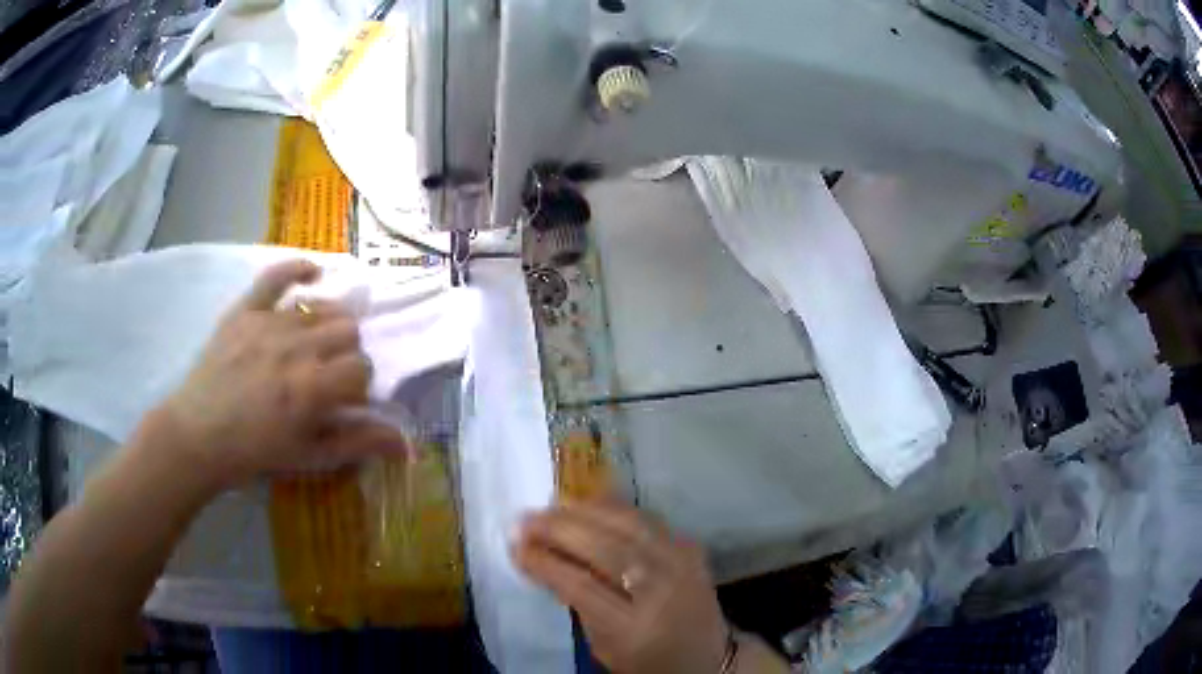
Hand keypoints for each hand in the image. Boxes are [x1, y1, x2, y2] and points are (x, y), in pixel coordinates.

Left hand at [148, 260, 406, 490]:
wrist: (199, 434)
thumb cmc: (255, 452)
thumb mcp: (310, 457)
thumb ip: (357, 444)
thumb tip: (407, 443)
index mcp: (313, 388)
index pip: (362, 368)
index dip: (360, 384)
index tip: (346, 399)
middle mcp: (297, 347)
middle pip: (348, 331)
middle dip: (347, 353)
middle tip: (329, 374)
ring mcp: (269, 323)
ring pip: (321, 307)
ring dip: (328, 325)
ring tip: (315, 344)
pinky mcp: (245, 310)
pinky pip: (276, 276)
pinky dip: (298, 269)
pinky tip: (313, 273)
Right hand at [513, 501, 729, 673]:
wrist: (707, 658)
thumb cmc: (645, 660)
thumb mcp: (602, 645)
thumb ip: (576, 602)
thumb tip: (544, 557)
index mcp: (632, 627)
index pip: (580, 586)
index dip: (544, 563)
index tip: (516, 548)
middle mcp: (660, 591)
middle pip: (604, 548)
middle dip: (558, 529)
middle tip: (526, 520)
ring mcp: (680, 564)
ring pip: (626, 524)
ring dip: (583, 511)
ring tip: (552, 508)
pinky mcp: (690, 547)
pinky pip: (646, 518)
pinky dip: (613, 508)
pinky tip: (588, 504)